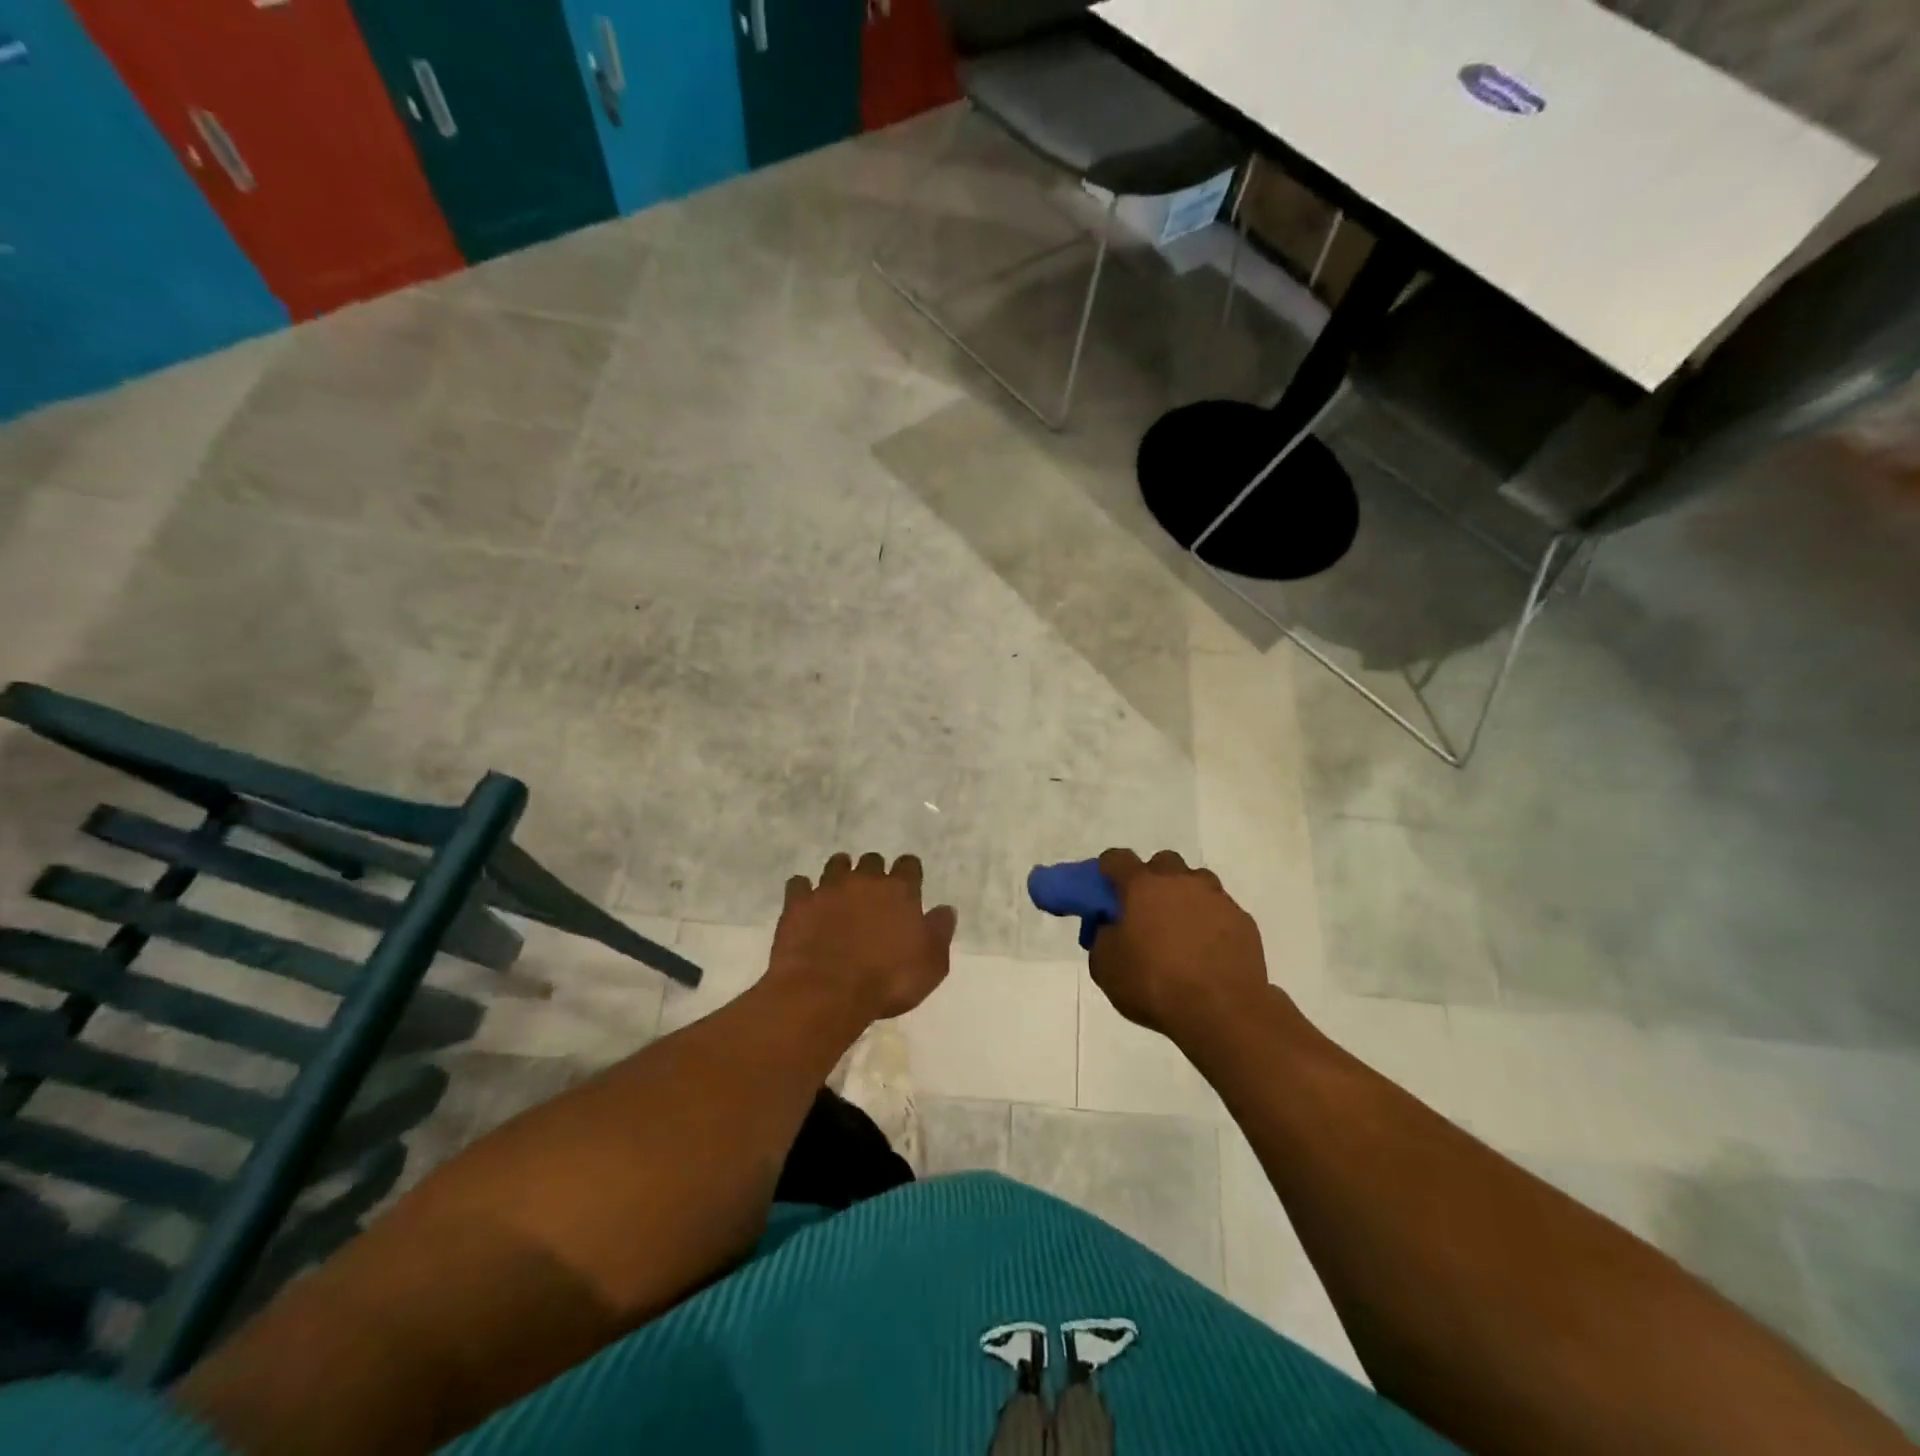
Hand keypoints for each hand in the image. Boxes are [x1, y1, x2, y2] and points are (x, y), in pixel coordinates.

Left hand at [769, 853, 957, 1025]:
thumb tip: (945, 909)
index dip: (909, 873)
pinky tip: (805, 902)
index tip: (908, 885)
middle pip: (872, 861)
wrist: (826, 992)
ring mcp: (828, 888)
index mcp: (900, 891)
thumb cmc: (887, 981)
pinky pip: (799, 884)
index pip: (909, 865)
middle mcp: (864, 880)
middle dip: (873, 872)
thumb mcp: (931, 965)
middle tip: (872, 893)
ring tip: (839, 890)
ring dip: (840, 873)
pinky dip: (803, 890)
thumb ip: (940, 932)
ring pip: (836, 865)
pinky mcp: (798, 903)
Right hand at [1088, 849, 1271, 1045]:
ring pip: (1196, 881)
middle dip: (1152, 880)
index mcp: (1141, 886)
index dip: (1107, 871)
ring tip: (1180, 932)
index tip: (1105, 891)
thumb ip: (1102, 938)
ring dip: (1184, 897)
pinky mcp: (1242, 920)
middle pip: (1162, 862)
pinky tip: (1207, 952)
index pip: (1116, 858)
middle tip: (1145, 913)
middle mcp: (1179, 881)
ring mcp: (1215, 897)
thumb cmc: (1154, 984)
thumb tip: (1109, 928)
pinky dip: (1210, 922)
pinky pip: (1220, 910)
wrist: (1222, 1010)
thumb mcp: (1106, 967)